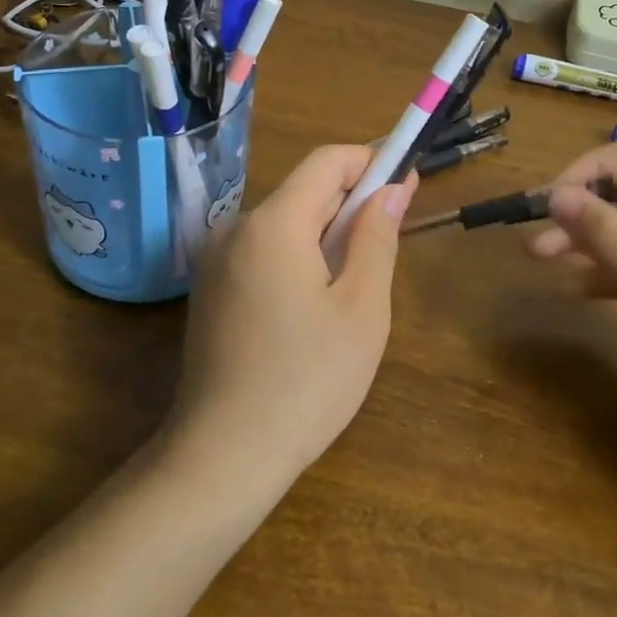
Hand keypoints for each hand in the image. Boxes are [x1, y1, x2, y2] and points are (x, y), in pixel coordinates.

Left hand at [165, 145, 416, 494]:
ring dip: (325, 236)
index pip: (326, 162)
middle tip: (389, 241)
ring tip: (354, 285)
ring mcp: (216, 261)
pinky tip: (313, 308)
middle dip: (350, 203)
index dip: (370, 161)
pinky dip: (296, 258)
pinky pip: (262, 254)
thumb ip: (376, 237)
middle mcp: (236, 229)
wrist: (223, 455)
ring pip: (284, 226)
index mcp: (273, 223)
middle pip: (303, 193)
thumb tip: (391, 188)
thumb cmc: (307, 381)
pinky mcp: (210, 291)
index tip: (406, 182)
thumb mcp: (361, 309)